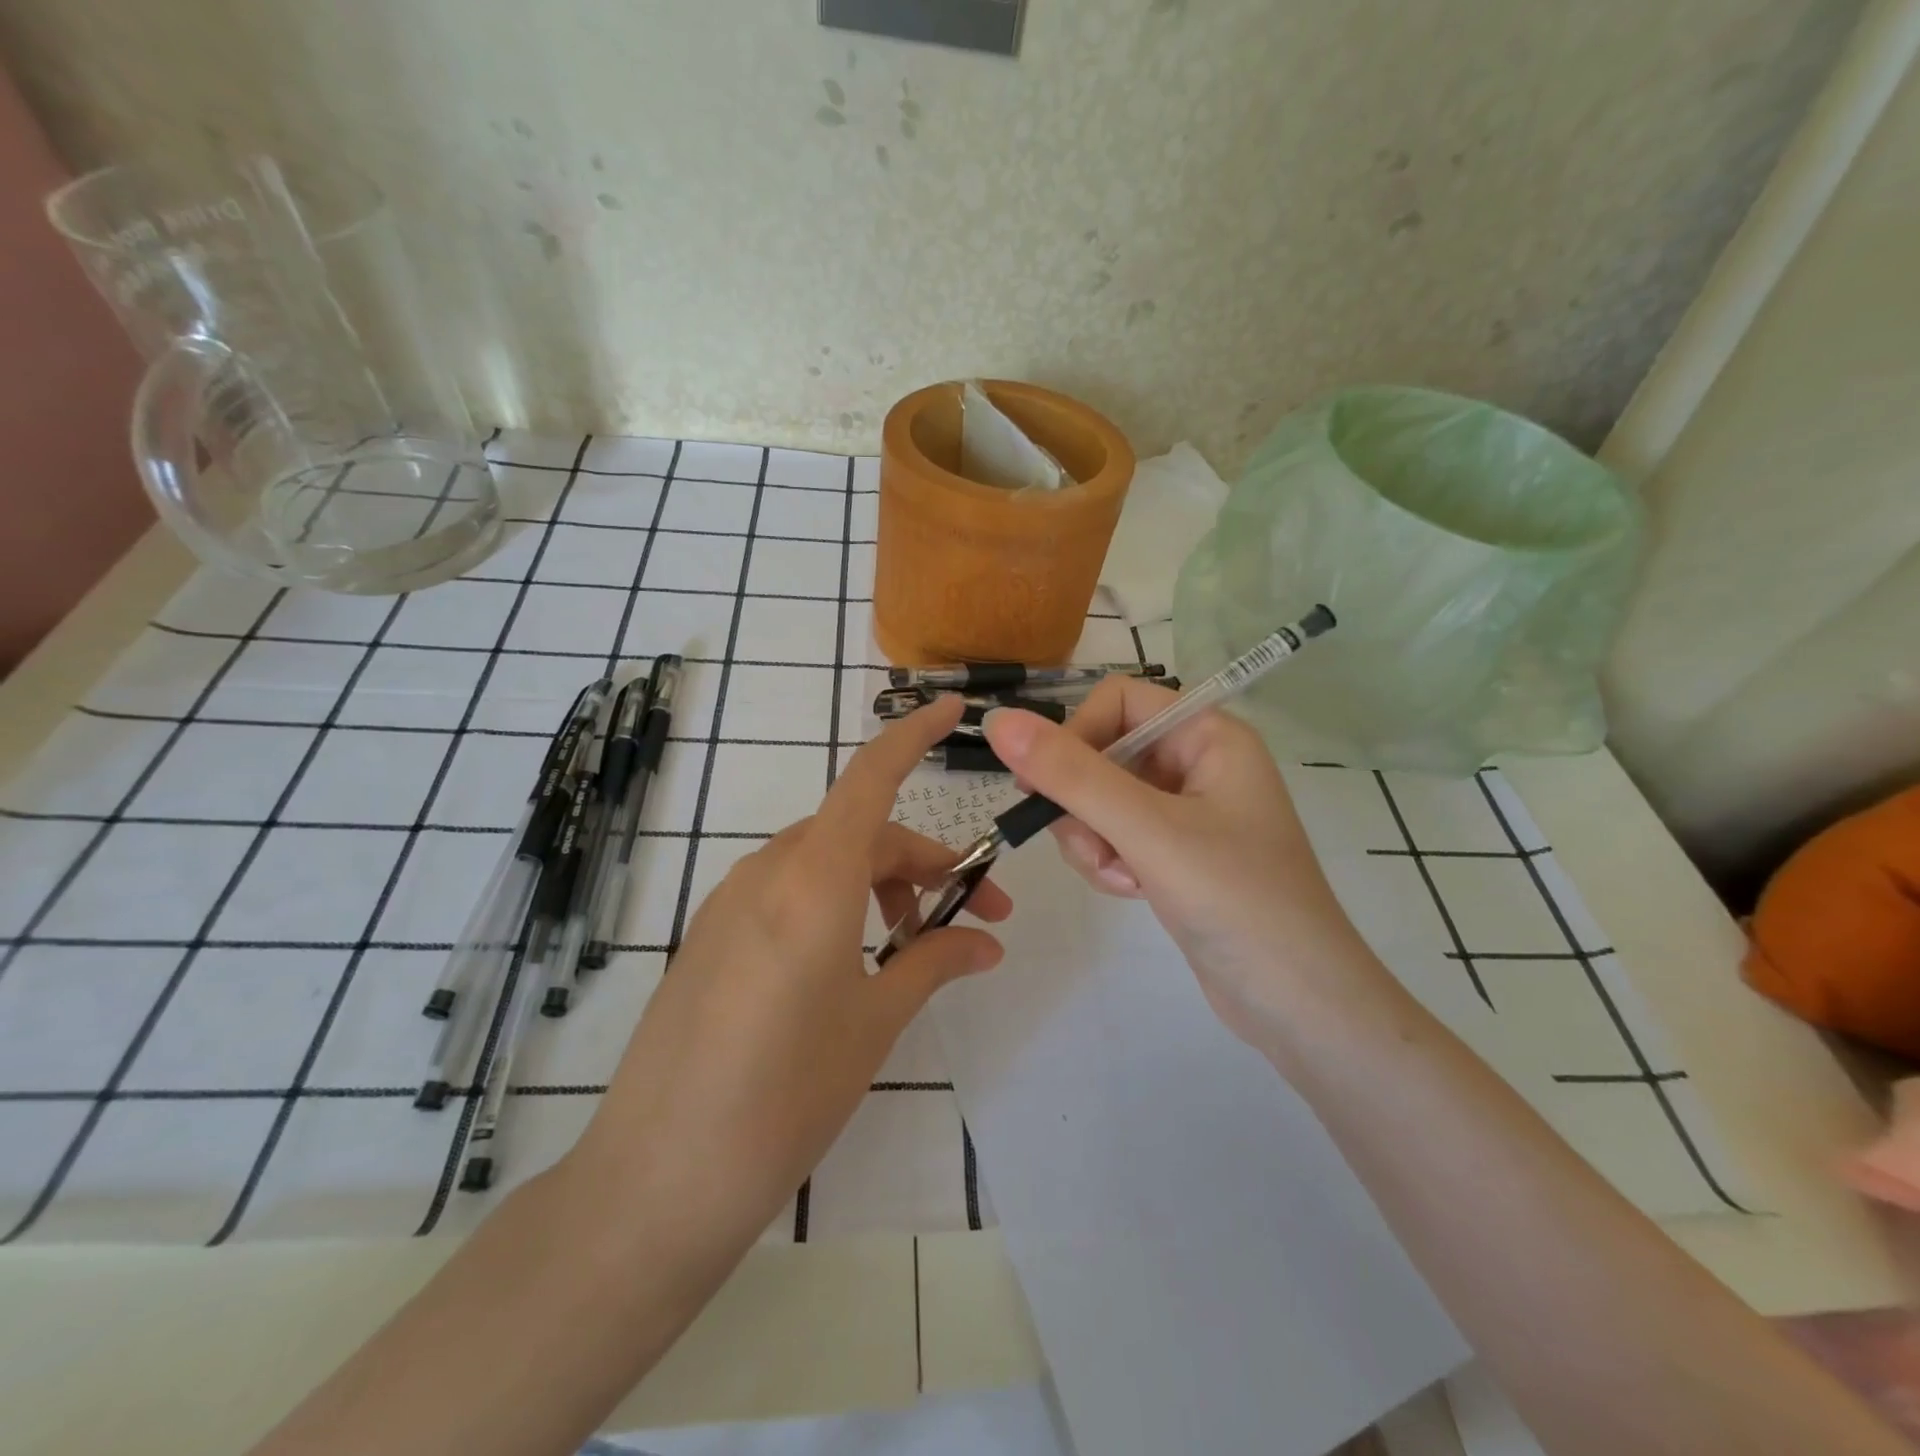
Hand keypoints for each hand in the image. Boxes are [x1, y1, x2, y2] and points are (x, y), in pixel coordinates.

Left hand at [567, 695, 1008, 1265]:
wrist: (656, 1180)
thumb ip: (934, 964)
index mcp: (813, 880)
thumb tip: (987, 942)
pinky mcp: (710, 932)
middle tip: (976, 918)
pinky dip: (834, 900)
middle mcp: (767, 871)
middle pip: (860, 832)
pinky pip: (786, 889)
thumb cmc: (785, 1096)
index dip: (914, 736)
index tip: (954, 710)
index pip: (871, 778)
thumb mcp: (874, 1023)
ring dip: (878, 884)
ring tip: (911, 946)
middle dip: (923, 863)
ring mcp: (730, 900)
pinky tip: (849, 961)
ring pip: (823, 860)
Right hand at [983, 678, 1380, 1049]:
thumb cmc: (1235, 900)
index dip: (1077, 734)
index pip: (1118, 700)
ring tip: (1124, 879)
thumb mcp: (1146, 830)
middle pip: (1103, 753)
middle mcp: (1198, 763)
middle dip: (1084, 804)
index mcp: (1208, 736)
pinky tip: (1133, 891)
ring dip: (1094, 840)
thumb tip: (998, 720)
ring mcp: (1186, 811)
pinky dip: (1110, 861)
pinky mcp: (1174, 853)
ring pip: (1100, 800)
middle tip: (1093, 847)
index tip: (1046, 783)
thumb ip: (1070, 775)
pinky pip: (1115, 835)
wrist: (1298, 1003)